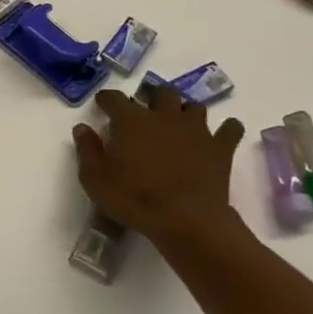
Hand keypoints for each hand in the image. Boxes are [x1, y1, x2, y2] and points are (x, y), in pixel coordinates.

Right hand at [72, 87, 247, 248]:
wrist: (185, 220)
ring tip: (180, 124)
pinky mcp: (220, 148)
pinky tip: (221, 136)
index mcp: (132, 120)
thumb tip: (82, 128)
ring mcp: (196, 130)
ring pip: (194, 107)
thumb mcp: (95, 179)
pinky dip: (226, 130)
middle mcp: (164, 116)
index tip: (103, 104)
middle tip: (147, 112)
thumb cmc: (134, 198)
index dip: (107, 99)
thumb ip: (87, 150)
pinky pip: (230, 129)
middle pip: (161, 93)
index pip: (115, 98)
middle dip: (153, 98)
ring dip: (186, 112)